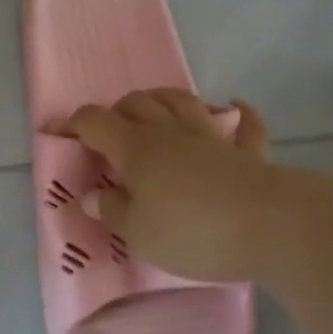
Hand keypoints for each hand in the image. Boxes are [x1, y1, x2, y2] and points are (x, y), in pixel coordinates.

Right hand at [58, 90, 279, 283]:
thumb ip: (113, 211)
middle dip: (117, 110)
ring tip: (154, 111)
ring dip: (163, 100)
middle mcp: (170, 132)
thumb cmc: (193, 231)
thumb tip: (92, 196)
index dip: (74, 124)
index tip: (62, 136)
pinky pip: (245, 125)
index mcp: (136, 149)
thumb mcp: (139, 233)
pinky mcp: (248, 153)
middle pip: (137, 103)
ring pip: (182, 101)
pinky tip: (235, 108)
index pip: (96, 122)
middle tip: (110, 133)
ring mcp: (212, 138)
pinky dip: (239, 114)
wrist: (270, 226)